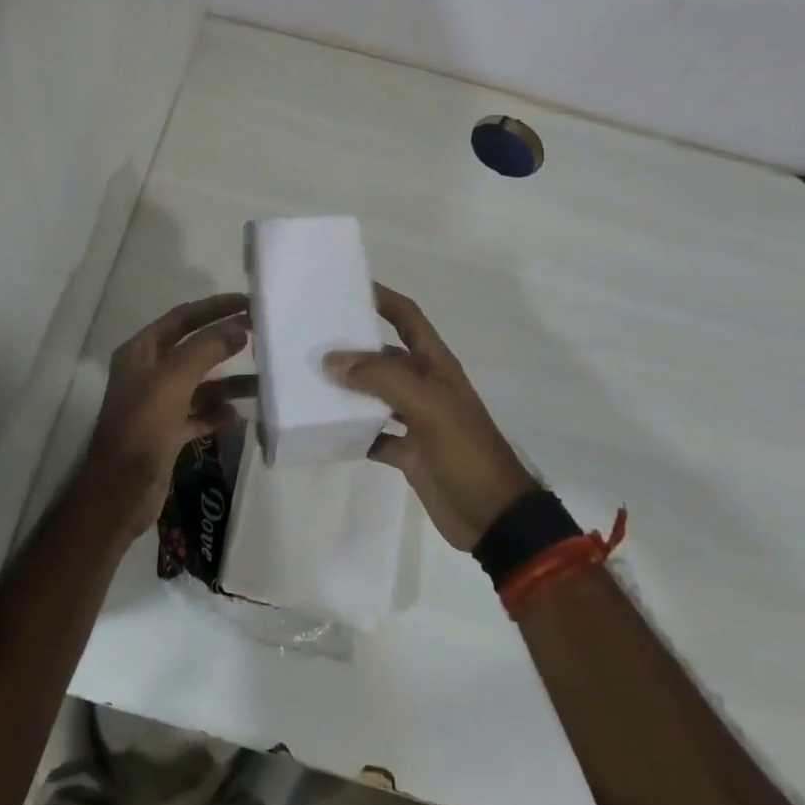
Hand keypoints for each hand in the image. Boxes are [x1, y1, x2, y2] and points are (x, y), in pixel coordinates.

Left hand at [85, 292, 254, 537]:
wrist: (120, 492)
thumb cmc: (143, 427)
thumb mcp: (174, 380)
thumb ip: (206, 349)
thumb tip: (238, 328)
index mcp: (141, 352)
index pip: (182, 318)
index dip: (214, 307)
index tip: (248, 302)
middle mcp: (148, 372)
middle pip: (193, 348)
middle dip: (225, 342)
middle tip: (261, 335)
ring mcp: (158, 403)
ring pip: (200, 384)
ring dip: (229, 381)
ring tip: (262, 382)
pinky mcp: (168, 433)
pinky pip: (200, 414)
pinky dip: (219, 412)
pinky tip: (241, 414)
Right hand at [325, 285, 539, 550]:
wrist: (494, 517)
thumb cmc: (465, 450)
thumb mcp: (427, 406)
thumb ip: (381, 378)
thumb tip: (332, 360)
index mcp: (435, 365)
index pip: (408, 317)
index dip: (383, 298)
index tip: (346, 287)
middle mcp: (424, 386)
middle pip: (384, 354)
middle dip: (353, 346)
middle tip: (312, 339)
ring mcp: (416, 420)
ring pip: (375, 394)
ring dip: (348, 388)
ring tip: (310, 381)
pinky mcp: (408, 452)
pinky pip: (374, 434)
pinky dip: (353, 431)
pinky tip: (327, 430)